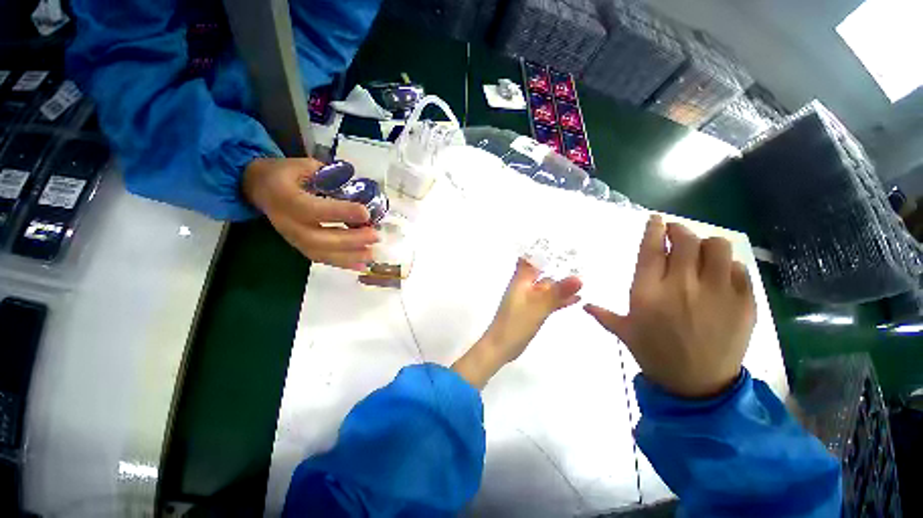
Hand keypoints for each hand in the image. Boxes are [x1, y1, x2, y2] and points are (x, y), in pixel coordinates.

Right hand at [243, 158, 379, 268]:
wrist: (261, 189)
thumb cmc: (286, 174)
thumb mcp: (302, 165)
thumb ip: (328, 177)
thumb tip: (358, 192)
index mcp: (285, 197)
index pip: (312, 209)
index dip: (340, 212)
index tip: (366, 213)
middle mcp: (286, 223)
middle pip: (317, 238)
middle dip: (350, 240)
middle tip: (375, 236)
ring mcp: (292, 238)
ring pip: (320, 253)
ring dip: (349, 256)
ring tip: (372, 253)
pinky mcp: (299, 247)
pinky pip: (320, 259)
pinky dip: (342, 263)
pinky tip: (362, 265)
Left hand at [452, 259, 581, 388]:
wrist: (502, 346)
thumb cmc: (516, 322)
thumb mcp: (539, 306)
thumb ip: (558, 292)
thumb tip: (579, 277)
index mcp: (521, 279)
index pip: (531, 257)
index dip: (542, 248)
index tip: (558, 239)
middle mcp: (525, 285)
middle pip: (542, 270)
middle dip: (557, 265)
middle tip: (579, 257)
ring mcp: (529, 298)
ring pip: (547, 286)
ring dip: (561, 284)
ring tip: (582, 278)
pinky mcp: (533, 310)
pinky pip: (549, 301)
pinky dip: (560, 299)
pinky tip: (577, 299)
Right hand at [585, 215, 755, 398]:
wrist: (697, 385)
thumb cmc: (654, 354)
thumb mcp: (624, 333)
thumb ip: (603, 314)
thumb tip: (583, 304)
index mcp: (649, 292)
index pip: (651, 249)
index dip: (654, 229)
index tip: (655, 220)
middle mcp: (681, 286)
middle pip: (685, 240)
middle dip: (679, 231)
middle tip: (676, 234)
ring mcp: (717, 293)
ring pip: (717, 247)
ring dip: (706, 244)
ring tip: (700, 253)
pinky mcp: (743, 303)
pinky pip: (739, 269)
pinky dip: (728, 266)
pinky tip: (720, 275)